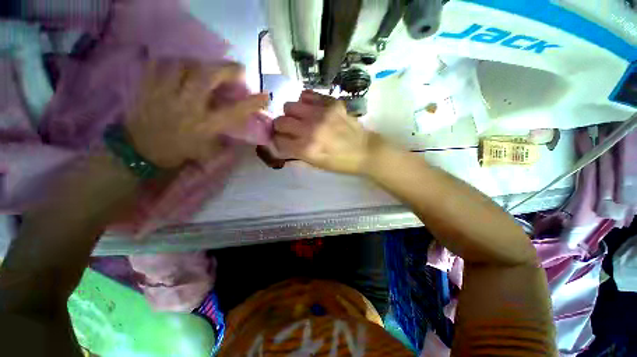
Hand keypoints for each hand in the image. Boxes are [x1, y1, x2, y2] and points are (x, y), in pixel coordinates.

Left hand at [126, 60, 268, 167]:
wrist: (141, 152)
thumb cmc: (180, 152)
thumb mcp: (208, 150)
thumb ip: (224, 137)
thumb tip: (237, 126)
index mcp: (206, 126)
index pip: (235, 111)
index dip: (252, 102)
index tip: (265, 95)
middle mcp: (188, 107)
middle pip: (207, 77)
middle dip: (226, 69)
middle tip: (237, 69)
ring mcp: (166, 95)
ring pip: (183, 66)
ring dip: (199, 63)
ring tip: (205, 68)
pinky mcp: (148, 88)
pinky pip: (160, 65)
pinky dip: (173, 62)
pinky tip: (179, 67)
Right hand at [273, 91, 381, 174]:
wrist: (365, 151)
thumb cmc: (340, 163)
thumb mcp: (316, 165)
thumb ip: (296, 156)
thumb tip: (280, 146)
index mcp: (306, 149)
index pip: (278, 140)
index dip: (278, 141)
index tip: (283, 141)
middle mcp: (310, 129)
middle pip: (280, 121)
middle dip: (281, 127)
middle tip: (290, 130)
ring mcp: (321, 113)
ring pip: (290, 105)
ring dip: (292, 114)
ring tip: (301, 119)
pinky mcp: (331, 103)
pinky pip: (307, 94)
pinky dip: (305, 102)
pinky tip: (311, 110)